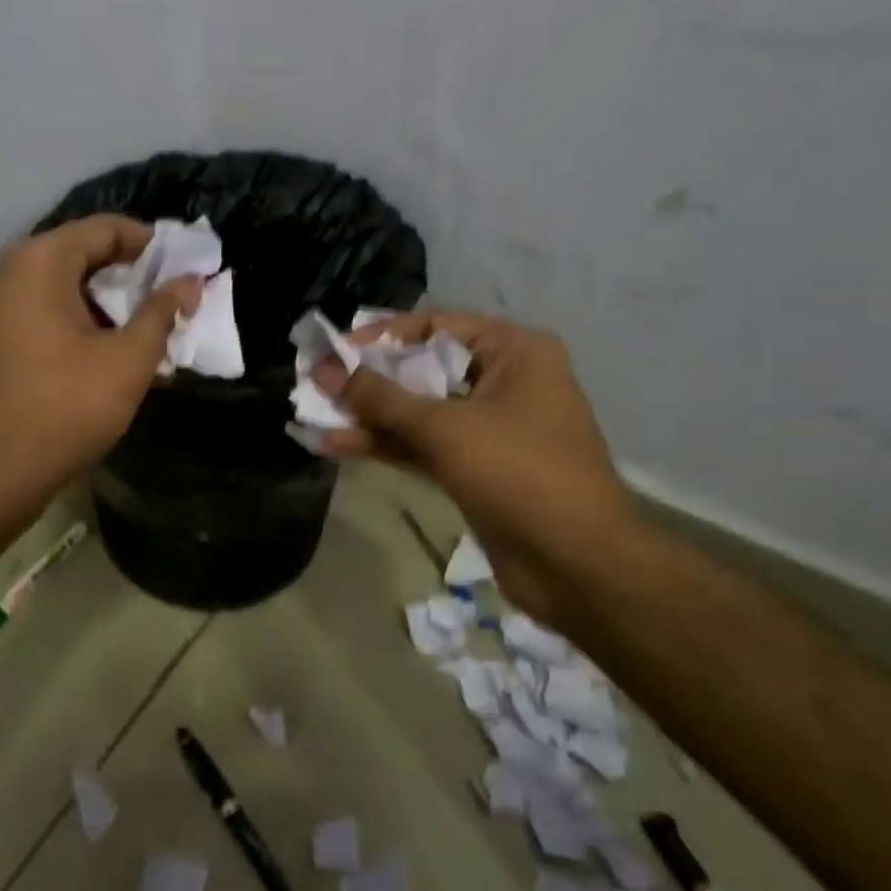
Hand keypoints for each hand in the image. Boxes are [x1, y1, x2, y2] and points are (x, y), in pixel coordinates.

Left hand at [0, 214, 200, 510]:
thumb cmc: (67, 408)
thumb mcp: (127, 360)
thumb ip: (162, 313)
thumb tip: (190, 282)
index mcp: (38, 262)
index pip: (104, 229)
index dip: (151, 244)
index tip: (185, 267)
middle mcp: (9, 273)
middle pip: (81, 255)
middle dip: (131, 276)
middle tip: (171, 301)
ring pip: (64, 287)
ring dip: (108, 304)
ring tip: (147, 330)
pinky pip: (45, 313)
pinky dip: (81, 323)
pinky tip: (110, 352)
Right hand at [311, 313, 634, 623]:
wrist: (575, 563)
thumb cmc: (520, 474)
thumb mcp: (445, 428)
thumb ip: (380, 398)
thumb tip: (325, 369)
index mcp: (514, 352)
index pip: (436, 327)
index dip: (382, 337)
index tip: (335, 353)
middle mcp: (503, 382)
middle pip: (422, 370)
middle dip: (369, 381)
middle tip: (316, 386)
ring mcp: (488, 429)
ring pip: (418, 413)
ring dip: (369, 418)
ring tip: (314, 419)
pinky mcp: (474, 468)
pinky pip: (422, 446)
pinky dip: (385, 446)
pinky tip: (338, 446)